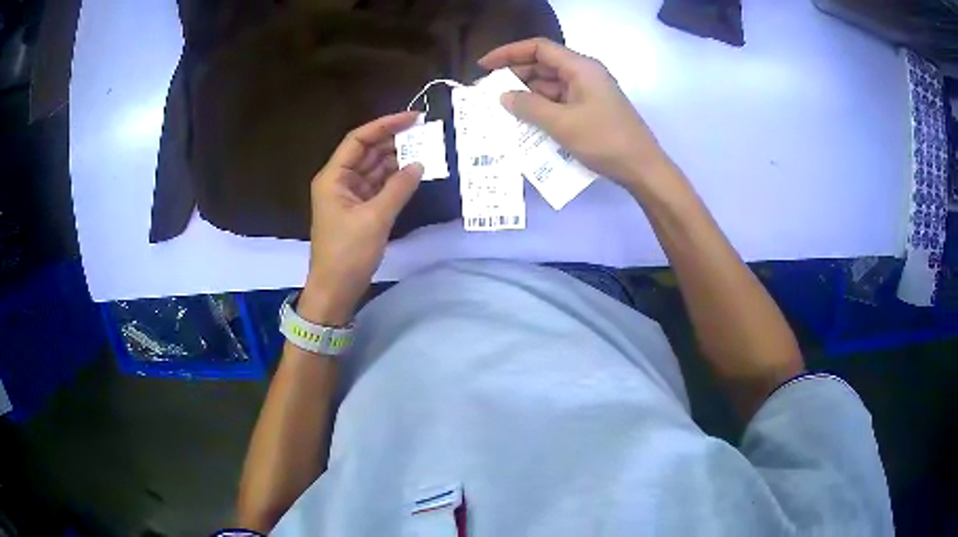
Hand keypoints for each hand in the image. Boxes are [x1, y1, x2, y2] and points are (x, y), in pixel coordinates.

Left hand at [301, 111, 423, 325]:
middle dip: (393, 141)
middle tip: (424, 134)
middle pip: (366, 151)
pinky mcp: (357, 209)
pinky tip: (412, 173)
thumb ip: (398, 188)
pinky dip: (393, 179)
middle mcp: (338, 180)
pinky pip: (376, 185)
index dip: (384, 125)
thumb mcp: (375, 219)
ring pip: (373, 168)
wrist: (335, 290)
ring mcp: (348, 195)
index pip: (358, 140)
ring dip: (395, 159)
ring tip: (424, 150)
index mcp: (333, 177)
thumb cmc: (348, 254)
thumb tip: (419, 164)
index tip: (412, 118)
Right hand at [479, 38, 670, 189]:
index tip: (485, 65)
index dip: (509, 53)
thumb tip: (504, 96)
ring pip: (551, 85)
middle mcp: (584, 74)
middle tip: (490, 92)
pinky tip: (526, 122)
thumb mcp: (562, 124)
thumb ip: (529, 107)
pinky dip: (542, 108)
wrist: (643, 168)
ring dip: (527, 95)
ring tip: (502, 109)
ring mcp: (589, 92)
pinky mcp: (592, 109)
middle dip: (515, 76)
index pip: (539, 48)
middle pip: (544, 66)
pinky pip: (560, 102)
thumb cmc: (604, 140)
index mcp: (580, 67)